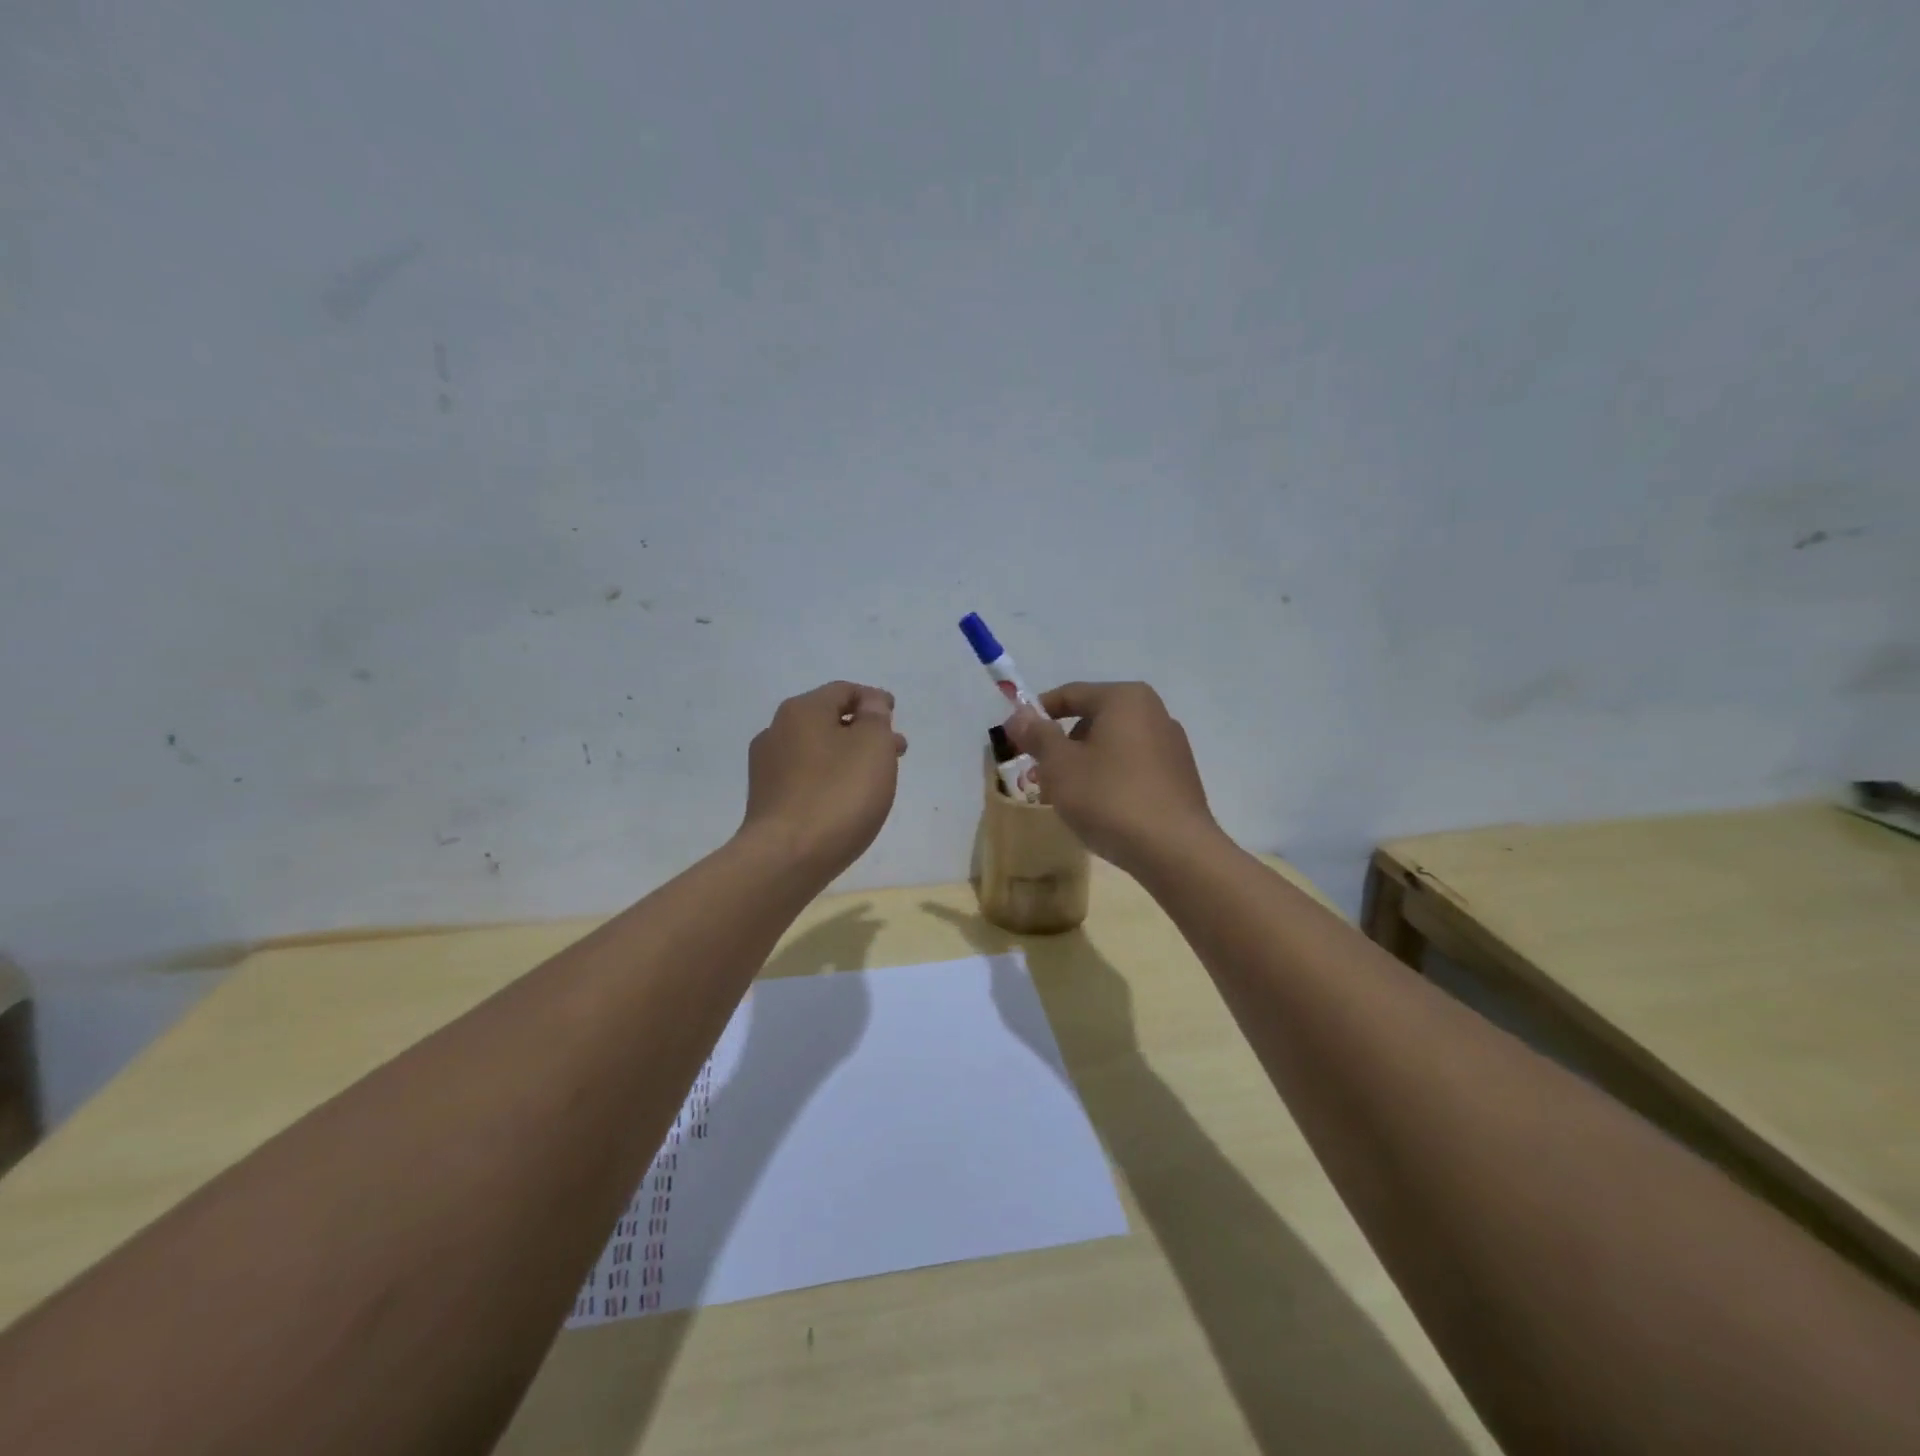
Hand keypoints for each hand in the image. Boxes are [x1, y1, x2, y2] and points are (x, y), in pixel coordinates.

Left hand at [740, 681, 906, 878]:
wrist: (786, 858)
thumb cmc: (838, 795)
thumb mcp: (873, 746)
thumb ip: (876, 718)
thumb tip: (869, 704)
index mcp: (802, 710)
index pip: (844, 690)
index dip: (873, 699)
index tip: (894, 716)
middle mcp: (776, 731)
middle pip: (828, 720)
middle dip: (864, 730)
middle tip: (895, 749)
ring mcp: (766, 768)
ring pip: (817, 750)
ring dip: (848, 755)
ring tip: (875, 777)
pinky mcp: (766, 800)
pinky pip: (805, 777)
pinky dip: (829, 777)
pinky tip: (845, 798)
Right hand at [1004, 682, 1220, 874]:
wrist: (1174, 850)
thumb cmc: (1109, 797)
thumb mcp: (1060, 766)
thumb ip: (1037, 736)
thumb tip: (1020, 715)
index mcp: (1125, 699)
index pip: (1070, 694)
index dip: (1035, 716)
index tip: (1013, 740)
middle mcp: (1154, 713)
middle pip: (1092, 721)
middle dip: (1059, 747)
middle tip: (1037, 777)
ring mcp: (1171, 746)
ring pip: (1111, 748)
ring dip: (1082, 767)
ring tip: (1064, 800)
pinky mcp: (1179, 778)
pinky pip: (1132, 769)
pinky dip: (1108, 781)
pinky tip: (1098, 811)